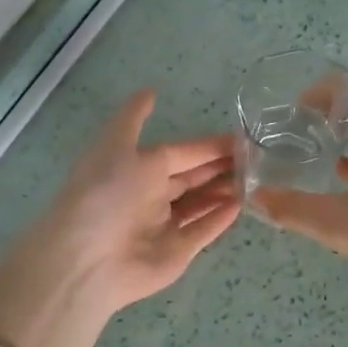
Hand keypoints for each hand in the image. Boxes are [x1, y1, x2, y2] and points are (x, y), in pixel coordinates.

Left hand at [0, 89, 239, 346]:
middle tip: (258, 158)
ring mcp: (165, 225)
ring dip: (225, 191)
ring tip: (256, 179)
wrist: (89, 257)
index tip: (244, 138)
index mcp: (138, 168)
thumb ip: (135, 117)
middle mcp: (151, 195)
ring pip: (201, 204)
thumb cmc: (107, 193)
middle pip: (193, 178)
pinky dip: (220, 219)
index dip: (210, 146)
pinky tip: (241, 205)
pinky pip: (203, 232)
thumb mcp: (117, 143)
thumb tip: (150, 89)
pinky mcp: (177, 252)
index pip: (182, 152)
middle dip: (222, 167)